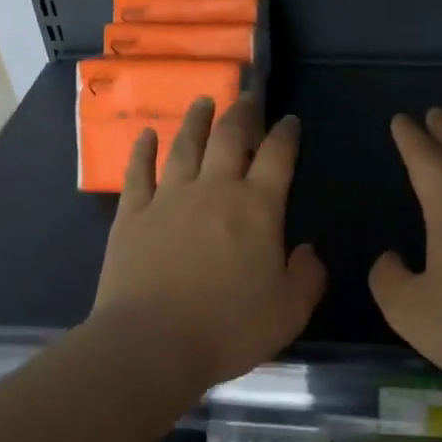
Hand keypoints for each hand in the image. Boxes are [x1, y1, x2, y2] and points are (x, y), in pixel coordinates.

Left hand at [91, 97, 326, 389]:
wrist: (153, 343)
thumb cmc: (229, 327)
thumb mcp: (290, 310)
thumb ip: (308, 275)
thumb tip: (308, 251)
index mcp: (257, 207)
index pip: (278, 156)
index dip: (286, 134)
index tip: (290, 121)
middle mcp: (214, 189)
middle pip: (229, 137)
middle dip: (243, 113)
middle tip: (248, 97)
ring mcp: (169, 198)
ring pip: (185, 145)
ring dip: (196, 120)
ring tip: (203, 102)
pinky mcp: (133, 215)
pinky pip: (138, 173)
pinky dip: (143, 151)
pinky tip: (146, 136)